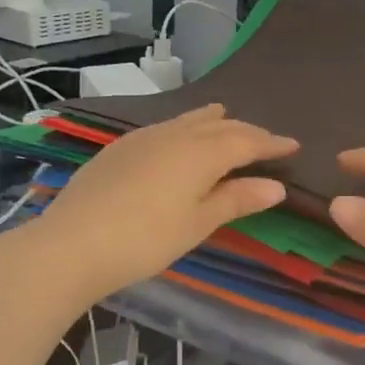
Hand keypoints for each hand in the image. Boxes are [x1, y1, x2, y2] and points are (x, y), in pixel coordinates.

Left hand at [30, 105, 297, 298]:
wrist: (71, 244)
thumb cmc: (145, 239)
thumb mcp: (198, 223)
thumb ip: (236, 200)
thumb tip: (277, 187)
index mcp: (202, 152)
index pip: (248, 141)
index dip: (272, 143)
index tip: (294, 145)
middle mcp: (176, 134)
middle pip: (221, 126)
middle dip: (248, 132)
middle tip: (267, 141)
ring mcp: (144, 137)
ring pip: (190, 120)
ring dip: (216, 123)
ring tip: (228, 122)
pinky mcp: (120, 147)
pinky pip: (166, 127)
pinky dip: (186, 128)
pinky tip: (180, 141)